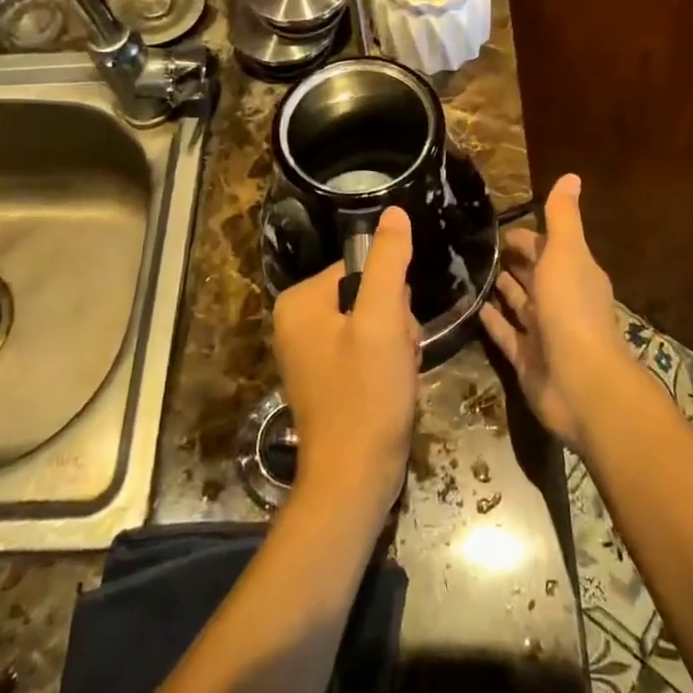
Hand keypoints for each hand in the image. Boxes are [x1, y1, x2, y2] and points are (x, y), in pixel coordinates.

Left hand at [272, 206, 419, 521]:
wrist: (354, 480)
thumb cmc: (366, 396)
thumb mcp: (382, 320)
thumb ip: (389, 262)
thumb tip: (394, 212)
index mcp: (299, 301)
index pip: (362, 268)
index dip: (392, 296)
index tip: (396, 330)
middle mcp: (296, 321)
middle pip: (367, 295)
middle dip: (394, 324)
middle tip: (396, 357)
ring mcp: (309, 352)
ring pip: (373, 324)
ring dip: (395, 345)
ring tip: (396, 375)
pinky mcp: (326, 378)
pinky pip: (365, 350)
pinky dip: (385, 366)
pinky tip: (391, 389)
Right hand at [480, 175, 638, 450]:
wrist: (580, 381)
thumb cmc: (571, 309)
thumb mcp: (567, 253)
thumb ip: (563, 217)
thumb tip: (571, 175)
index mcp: (575, 273)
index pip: (548, 247)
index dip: (527, 236)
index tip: (497, 227)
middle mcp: (561, 300)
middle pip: (534, 275)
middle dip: (514, 261)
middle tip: (478, 247)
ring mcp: (544, 332)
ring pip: (520, 304)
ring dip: (503, 289)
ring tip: (472, 272)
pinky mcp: (527, 359)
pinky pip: (506, 334)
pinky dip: (493, 321)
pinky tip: (473, 308)